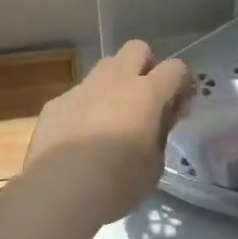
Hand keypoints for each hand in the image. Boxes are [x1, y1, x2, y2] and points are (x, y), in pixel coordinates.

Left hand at [22, 40, 189, 223]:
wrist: (61, 189)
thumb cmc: (118, 181)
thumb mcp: (154, 165)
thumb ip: (160, 135)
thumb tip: (158, 121)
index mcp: (146, 93)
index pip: (175, 68)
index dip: (181, 81)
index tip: (179, 102)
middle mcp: (114, 80)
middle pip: (136, 49)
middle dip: (145, 64)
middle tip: (145, 96)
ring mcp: (82, 88)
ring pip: (103, 67)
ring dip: (113, 83)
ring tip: (110, 116)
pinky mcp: (55, 103)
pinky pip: (76, 96)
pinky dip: (84, 108)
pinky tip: (78, 138)